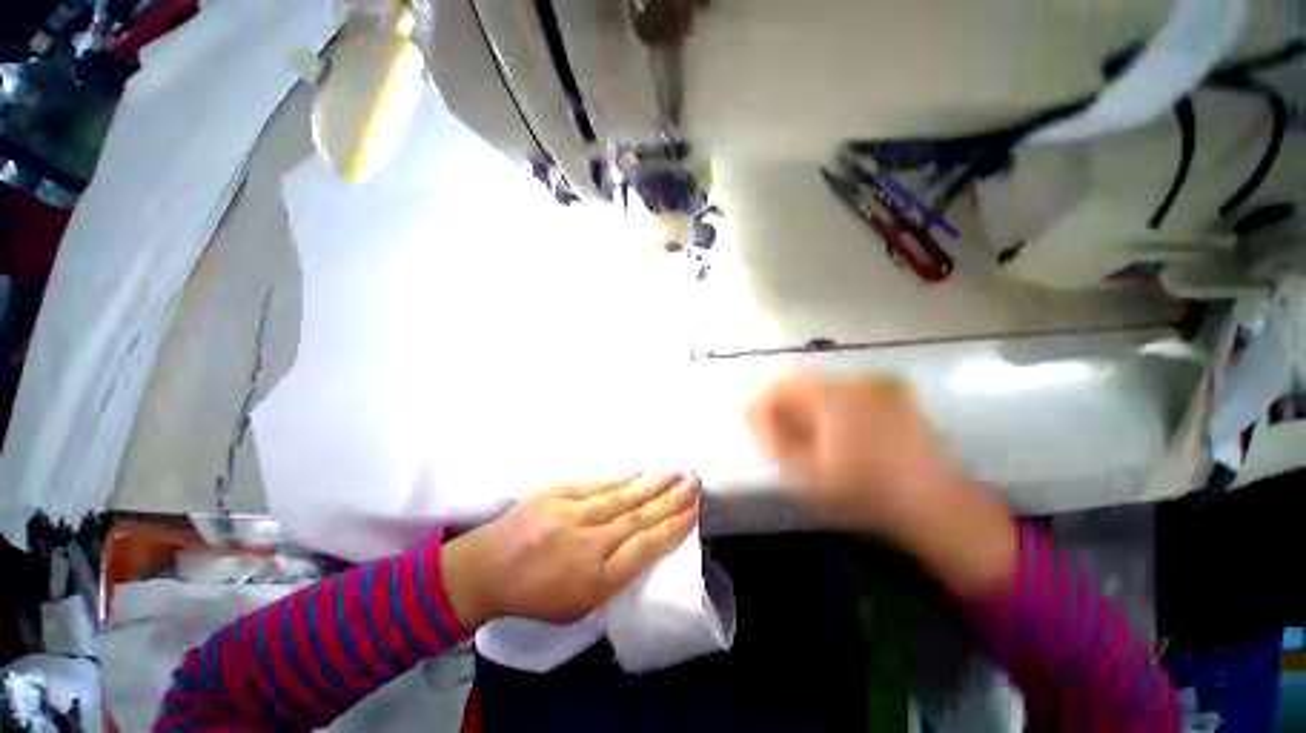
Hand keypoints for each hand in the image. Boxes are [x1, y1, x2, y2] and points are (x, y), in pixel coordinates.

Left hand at [442, 473, 697, 627]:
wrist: (488, 569)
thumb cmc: (537, 593)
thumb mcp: (580, 604)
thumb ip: (614, 576)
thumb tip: (642, 544)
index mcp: (596, 578)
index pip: (645, 548)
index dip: (672, 528)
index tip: (692, 511)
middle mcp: (588, 543)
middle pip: (638, 517)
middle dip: (670, 499)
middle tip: (692, 483)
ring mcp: (571, 513)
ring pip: (621, 496)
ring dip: (651, 484)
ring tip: (675, 473)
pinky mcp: (557, 493)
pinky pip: (596, 483)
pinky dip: (621, 477)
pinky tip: (639, 470)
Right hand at [746, 373, 960, 538]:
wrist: (939, 509)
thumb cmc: (866, 495)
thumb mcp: (807, 474)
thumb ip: (772, 439)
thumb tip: (749, 413)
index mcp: (833, 396)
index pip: (780, 383)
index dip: (761, 403)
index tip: (752, 425)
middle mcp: (855, 380)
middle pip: (801, 381)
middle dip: (781, 404)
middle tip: (775, 434)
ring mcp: (877, 386)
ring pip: (822, 386)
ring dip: (804, 406)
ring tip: (802, 436)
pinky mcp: (893, 396)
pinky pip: (845, 393)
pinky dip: (828, 408)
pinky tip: (832, 434)